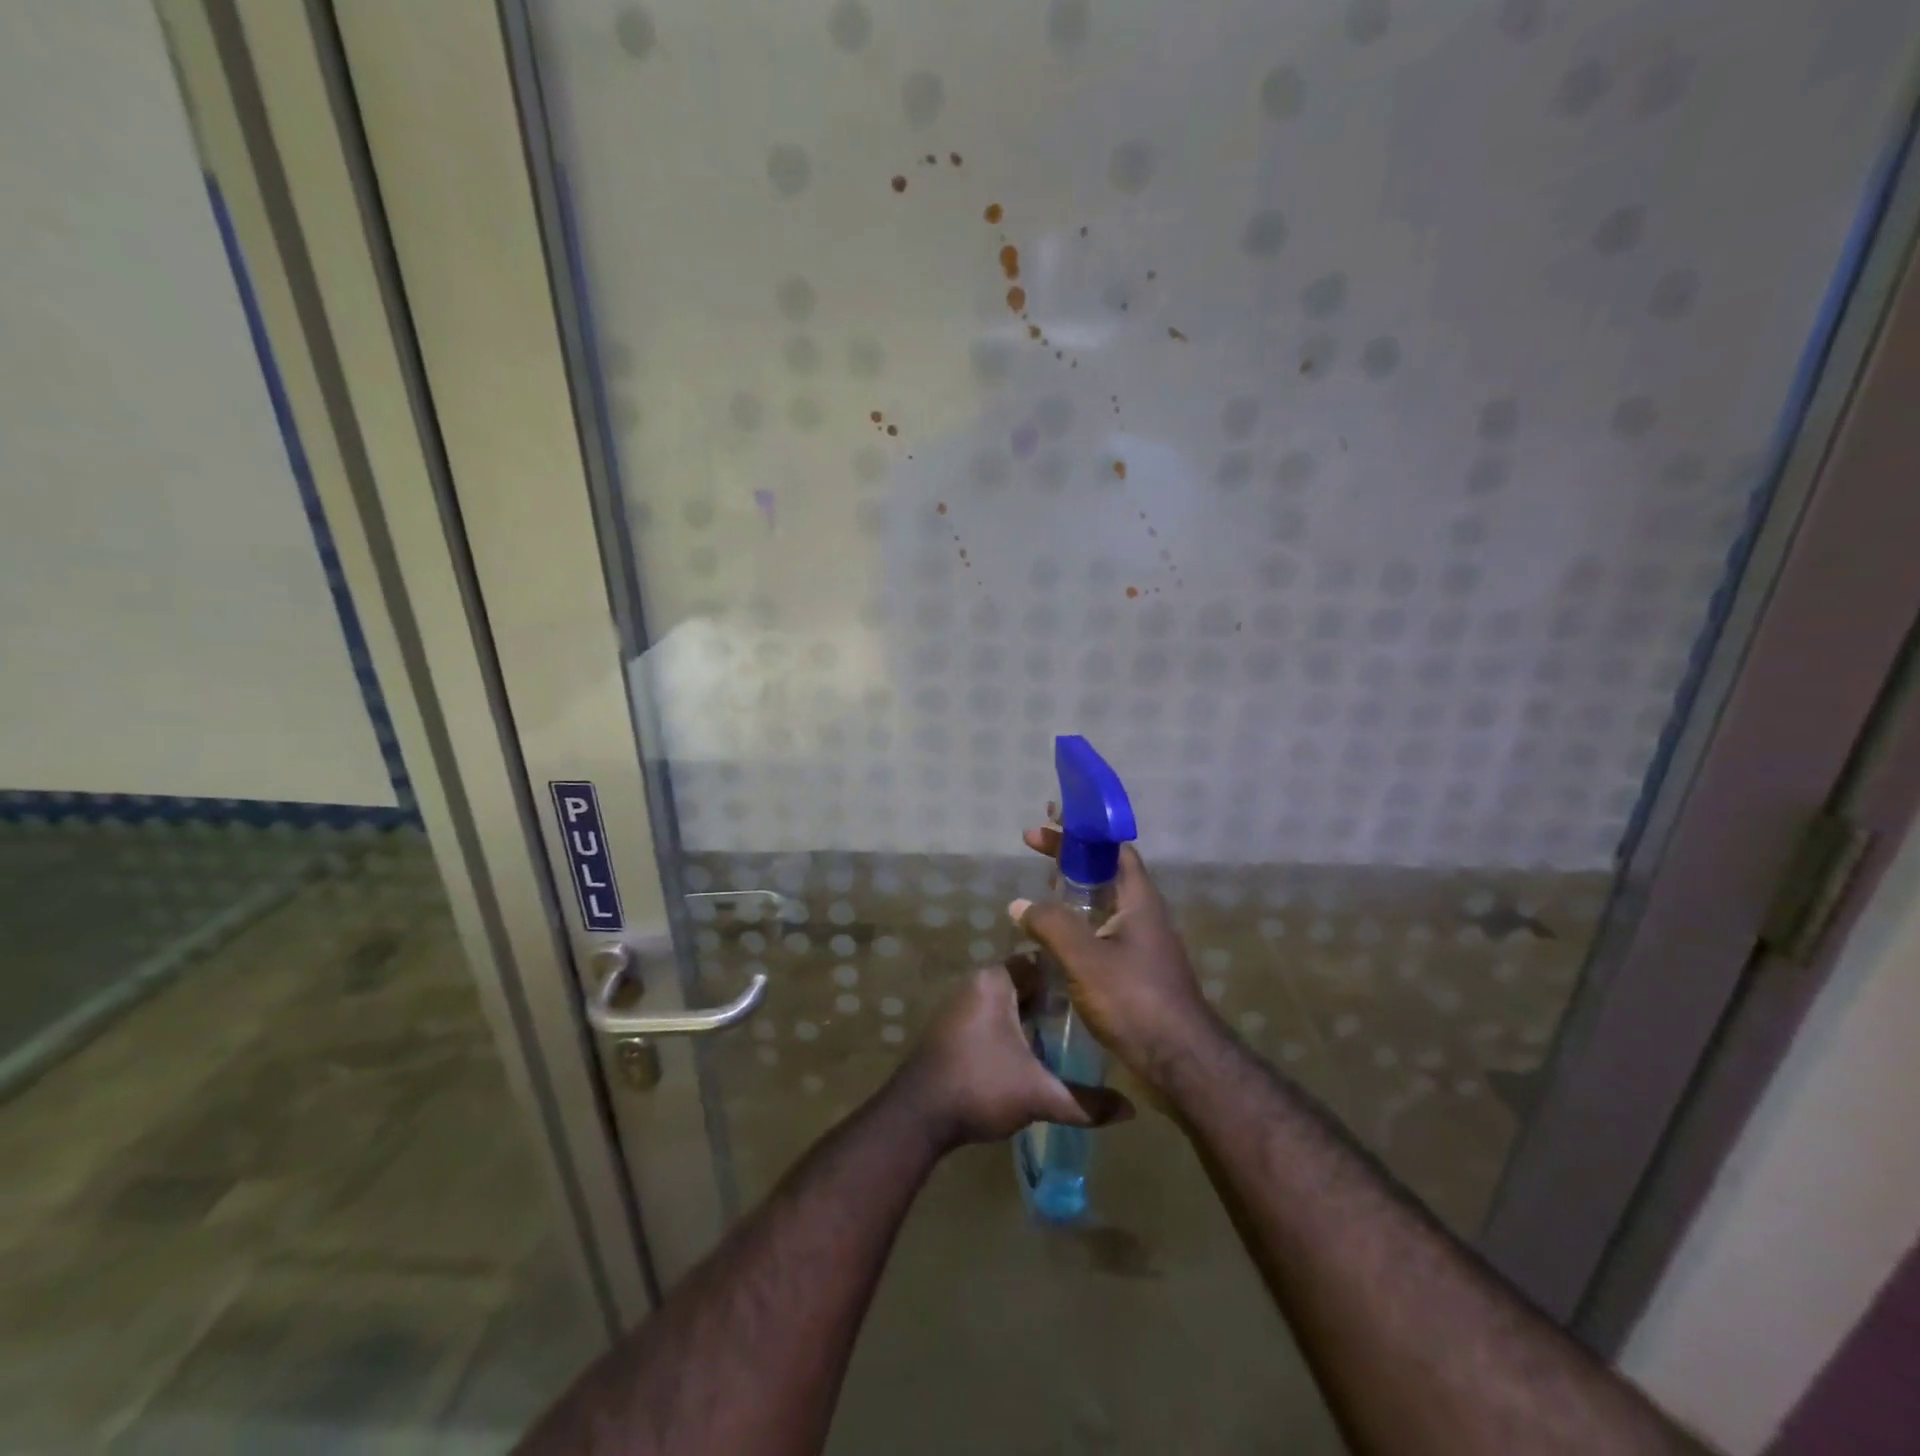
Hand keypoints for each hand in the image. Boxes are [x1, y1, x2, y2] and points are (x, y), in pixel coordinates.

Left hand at [893, 964, 1133, 1149]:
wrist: (917, 1116)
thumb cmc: (979, 1087)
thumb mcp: (1039, 1095)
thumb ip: (1085, 1102)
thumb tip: (1130, 1110)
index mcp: (995, 981)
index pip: (1040, 962)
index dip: (1069, 977)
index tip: (1097, 992)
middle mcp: (976, 983)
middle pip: (1025, 983)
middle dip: (1054, 1000)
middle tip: (1090, 1018)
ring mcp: (960, 1005)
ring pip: (1008, 1002)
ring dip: (1032, 1017)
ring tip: (1069, 1037)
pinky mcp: (951, 1027)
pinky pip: (991, 1016)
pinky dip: (1012, 1028)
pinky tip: (1034, 1053)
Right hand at [1010, 827, 1220, 1089]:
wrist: (1180, 1061)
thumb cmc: (1135, 1001)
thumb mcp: (1086, 959)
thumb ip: (1051, 925)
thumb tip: (1019, 903)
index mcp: (1138, 900)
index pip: (1113, 848)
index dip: (1084, 828)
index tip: (1052, 816)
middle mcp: (1142, 914)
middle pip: (1104, 869)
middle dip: (1070, 853)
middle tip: (1033, 841)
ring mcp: (1140, 943)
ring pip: (1102, 900)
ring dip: (1072, 885)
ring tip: (1043, 879)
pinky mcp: (1134, 969)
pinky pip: (1100, 928)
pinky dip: (1076, 918)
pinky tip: (1054, 932)